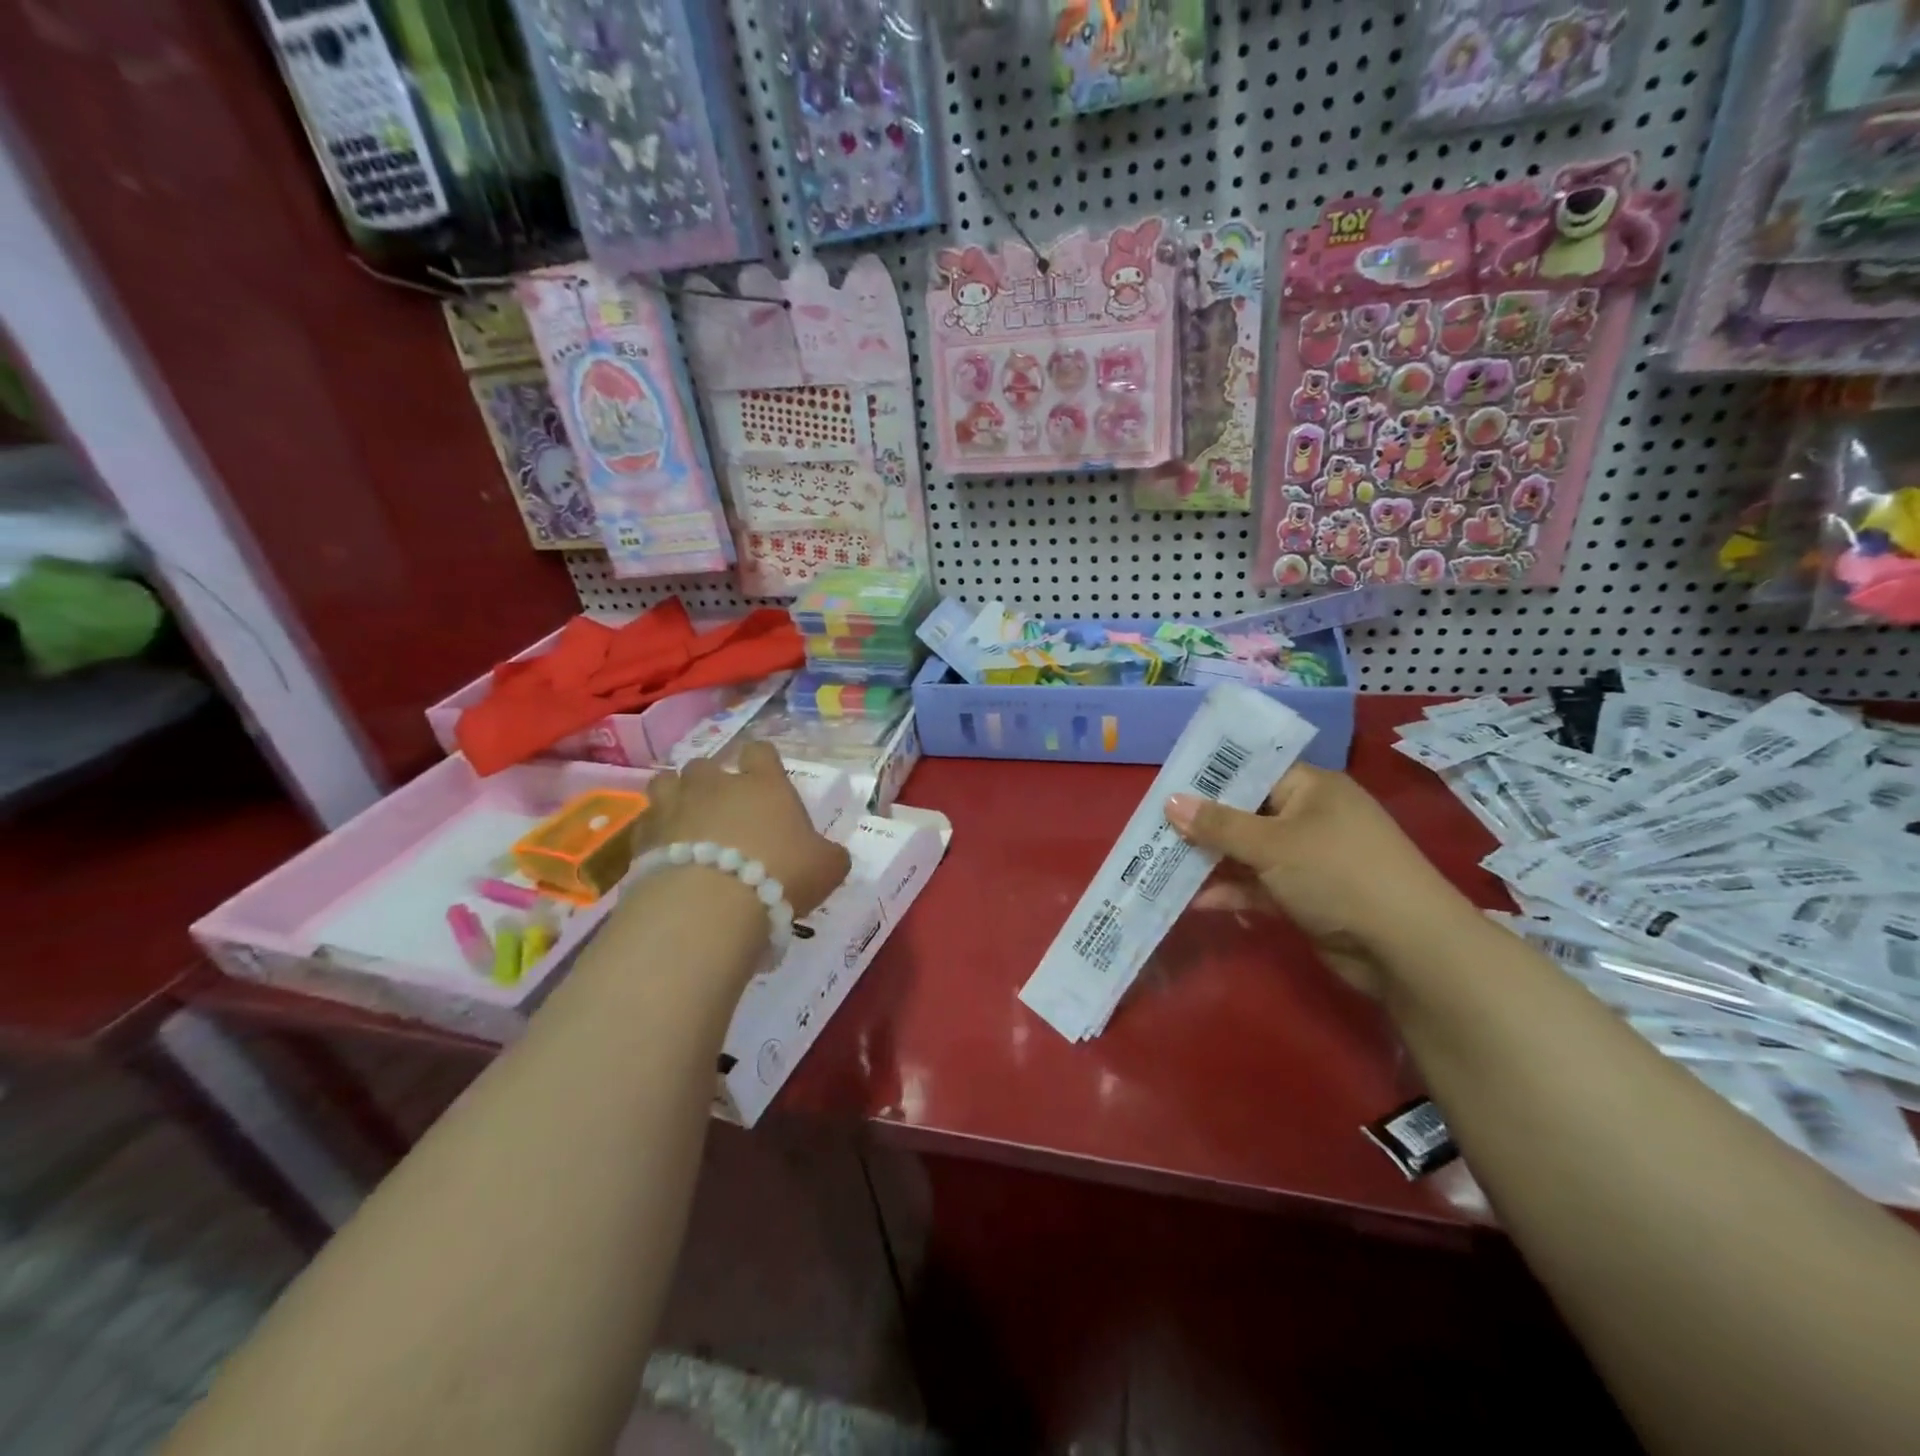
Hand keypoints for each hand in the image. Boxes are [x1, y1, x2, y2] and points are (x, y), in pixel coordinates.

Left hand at [635, 743, 851, 918]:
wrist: (712, 904)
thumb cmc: (780, 874)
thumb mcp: (827, 867)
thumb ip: (829, 855)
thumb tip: (831, 856)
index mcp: (764, 783)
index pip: (761, 751)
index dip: (762, 762)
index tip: (765, 780)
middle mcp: (716, 785)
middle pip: (706, 765)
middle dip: (711, 782)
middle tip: (722, 809)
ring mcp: (675, 806)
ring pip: (666, 783)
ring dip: (676, 798)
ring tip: (685, 822)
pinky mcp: (643, 837)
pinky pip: (646, 824)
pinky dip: (655, 834)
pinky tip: (665, 855)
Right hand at [1165, 764, 1470, 997]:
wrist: (1405, 948)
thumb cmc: (1338, 873)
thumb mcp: (1272, 844)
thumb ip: (1218, 825)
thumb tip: (1170, 801)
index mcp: (1311, 788)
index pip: (1253, 770)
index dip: (1210, 777)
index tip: (1168, 785)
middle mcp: (1310, 817)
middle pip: (1246, 812)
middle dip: (1203, 823)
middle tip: (1155, 826)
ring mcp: (1308, 859)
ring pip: (1248, 852)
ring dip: (1212, 860)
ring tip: (1162, 862)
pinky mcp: (1305, 896)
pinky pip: (1259, 886)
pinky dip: (1232, 891)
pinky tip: (1195, 901)